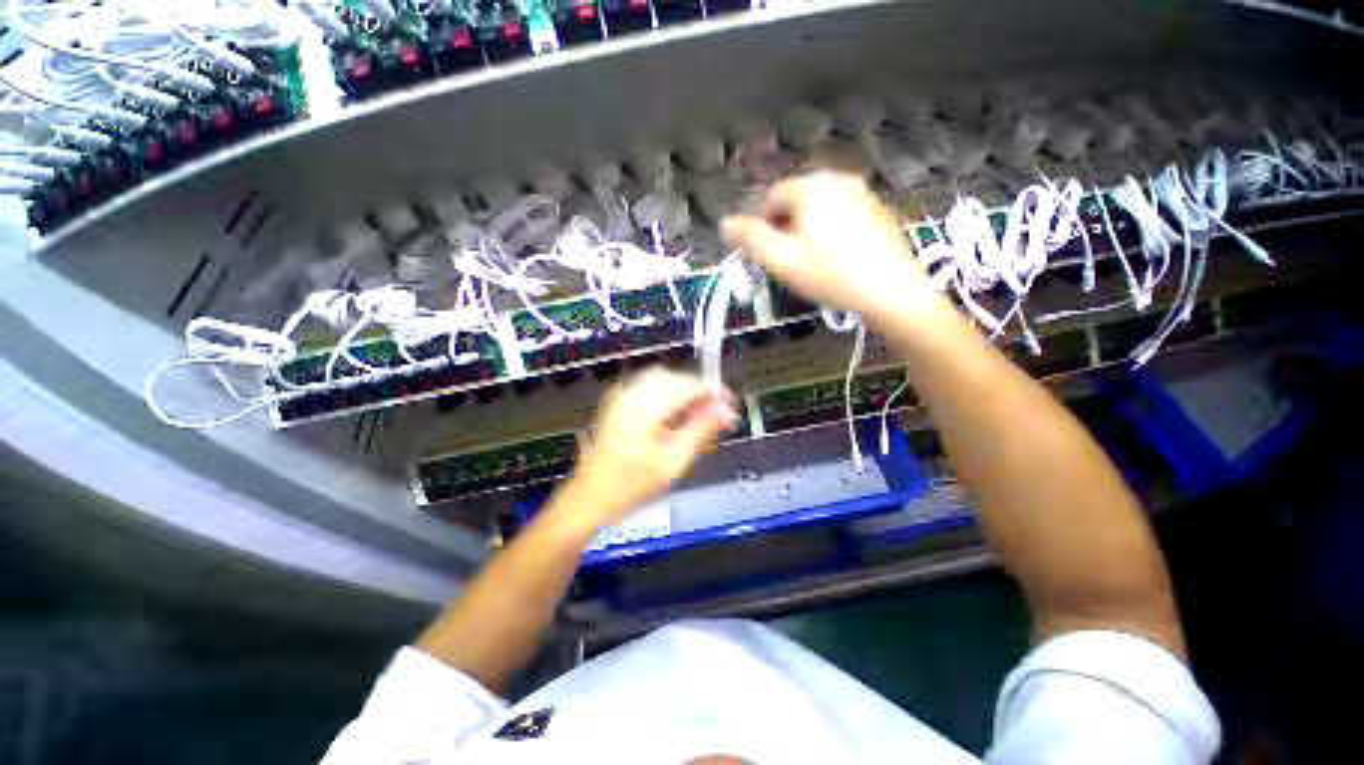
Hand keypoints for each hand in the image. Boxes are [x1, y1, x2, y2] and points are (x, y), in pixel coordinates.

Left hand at [565, 367, 737, 526]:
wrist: (591, 496)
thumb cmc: (632, 484)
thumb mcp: (674, 460)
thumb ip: (701, 429)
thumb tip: (725, 410)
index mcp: (646, 403)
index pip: (690, 384)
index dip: (715, 392)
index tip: (731, 408)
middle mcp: (633, 390)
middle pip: (678, 379)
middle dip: (701, 393)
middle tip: (718, 416)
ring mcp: (623, 394)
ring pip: (666, 381)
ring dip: (686, 394)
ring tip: (700, 418)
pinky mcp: (619, 401)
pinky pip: (652, 388)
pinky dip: (670, 397)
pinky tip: (677, 417)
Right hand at [722, 170, 941, 318]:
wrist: (890, 291)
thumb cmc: (830, 274)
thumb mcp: (781, 260)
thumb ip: (750, 238)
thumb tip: (725, 222)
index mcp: (811, 186)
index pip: (771, 199)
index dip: (763, 228)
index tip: (769, 256)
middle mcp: (837, 179)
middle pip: (795, 202)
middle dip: (785, 229)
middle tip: (790, 263)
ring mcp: (862, 192)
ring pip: (818, 210)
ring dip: (806, 232)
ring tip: (812, 264)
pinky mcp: (877, 209)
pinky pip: (840, 216)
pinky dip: (830, 233)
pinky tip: (836, 259)